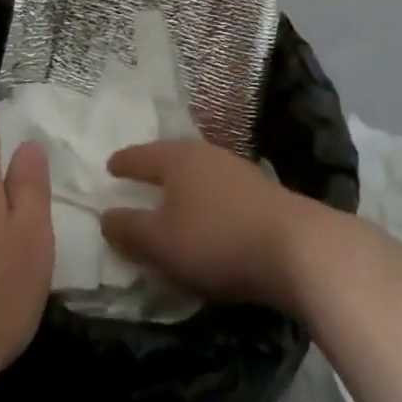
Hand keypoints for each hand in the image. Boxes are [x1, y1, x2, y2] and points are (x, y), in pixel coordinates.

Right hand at [101, 139, 325, 315]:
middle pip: (172, 157)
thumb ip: (130, 230)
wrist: (296, 247)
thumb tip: (106, 216)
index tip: (110, 165)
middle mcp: (206, 154)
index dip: (124, 162)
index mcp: (177, 159)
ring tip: (173, 197)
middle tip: (139, 176)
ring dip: (184, 184)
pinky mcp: (262, 192)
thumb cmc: (217, 240)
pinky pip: (220, 189)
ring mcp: (237, 170)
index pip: (142, 156)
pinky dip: (207, 198)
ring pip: (199, 171)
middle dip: (155, 167)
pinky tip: (210, 213)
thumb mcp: (162, 243)